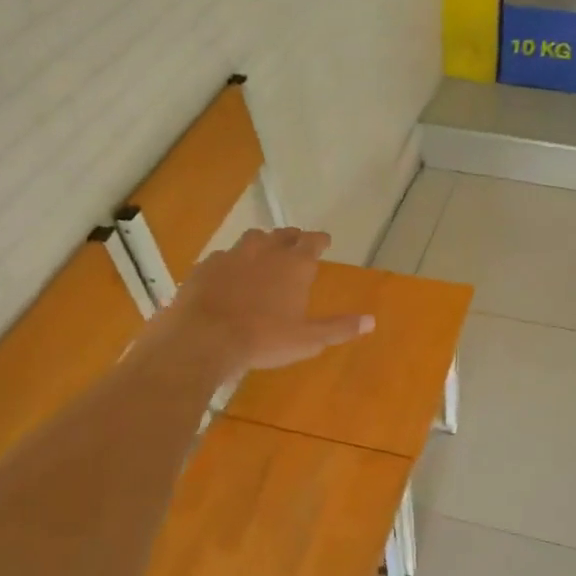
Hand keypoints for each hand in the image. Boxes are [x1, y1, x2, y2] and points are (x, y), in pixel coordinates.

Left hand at [165, 227, 372, 373]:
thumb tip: (371, 321)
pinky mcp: (207, 266)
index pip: (313, 241)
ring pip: (252, 238)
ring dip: (263, 242)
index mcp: (295, 265)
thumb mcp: (308, 340)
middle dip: (293, 237)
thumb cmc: (264, 339)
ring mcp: (233, 255)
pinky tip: (230, 273)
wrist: (204, 338)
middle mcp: (266, 251)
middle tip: (297, 242)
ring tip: (264, 251)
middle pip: (283, 235)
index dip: (320, 240)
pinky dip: (233, 260)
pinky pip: (224, 255)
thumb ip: (339, 328)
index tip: (324, 241)